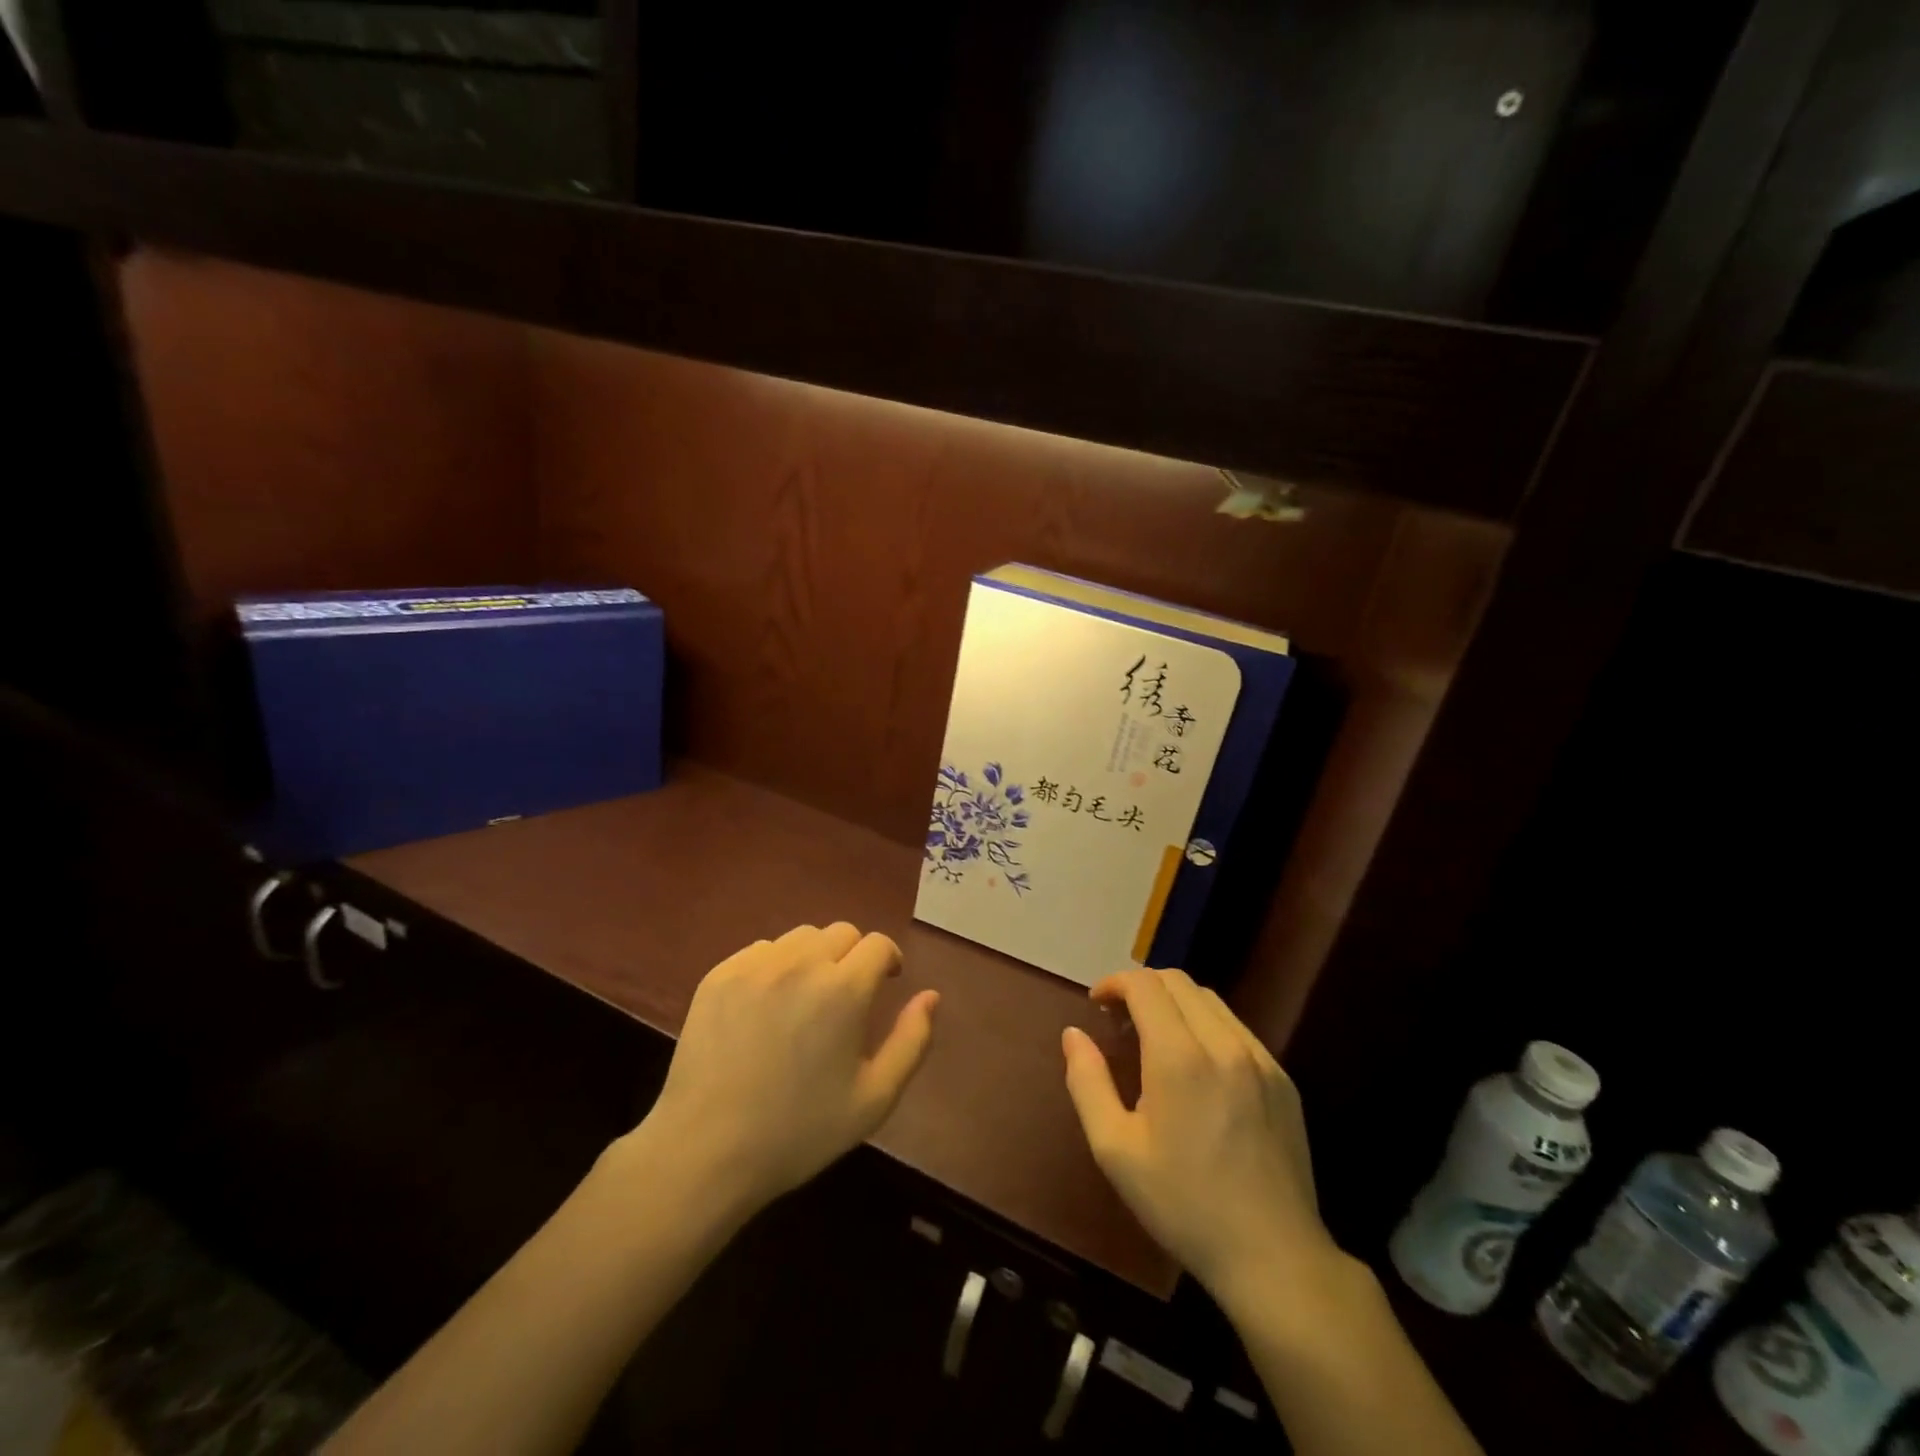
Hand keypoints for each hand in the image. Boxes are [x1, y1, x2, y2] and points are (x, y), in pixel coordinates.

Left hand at [630, 923, 939, 1215]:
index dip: (888, 961)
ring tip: (806, 997)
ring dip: (814, 957)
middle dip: (853, 956)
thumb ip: (912, 1040)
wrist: (707, 1150)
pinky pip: (761, 951)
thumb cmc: (800, 1130)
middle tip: (846, 997)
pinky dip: (775, 966)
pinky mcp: (719, 975)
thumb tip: (931, 995)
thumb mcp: (874, 1099)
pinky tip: (767, 1005)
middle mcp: (802, 963)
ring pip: (800, 937)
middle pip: (841, 932)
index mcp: (844, 988)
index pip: (877, 944)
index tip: (885, 984)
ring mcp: (755, 965)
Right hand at [1062, 969, 1338, 1297]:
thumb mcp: (1116, 1151)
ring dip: (1174, 1002)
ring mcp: (1260, 1058)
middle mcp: (1223, 1043)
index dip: (1115, 983)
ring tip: (1155, 1037)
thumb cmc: (1184, 1205)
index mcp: (1179, 1057)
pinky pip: (1237, 1028)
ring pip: (1209, 1000)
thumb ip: (1088, 1082)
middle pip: (1178, 981)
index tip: (1096, 1005)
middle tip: (1119, 1020)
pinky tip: (1197, 1064)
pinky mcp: (1282, 1078)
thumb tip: (1073, 1034)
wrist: (1274, 1256)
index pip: (1145, 985)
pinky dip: (1206, 1024)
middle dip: (1142, 987)